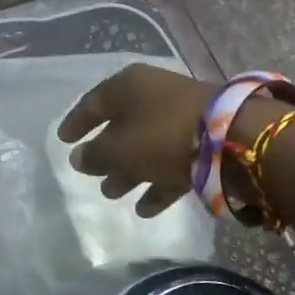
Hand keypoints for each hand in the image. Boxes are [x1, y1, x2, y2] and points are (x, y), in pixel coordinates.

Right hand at [57, 65, 222, 216]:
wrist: (231, 140)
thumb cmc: (161, 136)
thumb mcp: (118, 149)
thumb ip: (94, 155)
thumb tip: (79, 158)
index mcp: (128, 86)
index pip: (93, 103)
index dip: (76, 123)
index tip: (63, 140)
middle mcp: (153, 96)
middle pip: (122, 125)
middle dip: (106, 153)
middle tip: (92, 175)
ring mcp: (180, 116)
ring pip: (146, 145)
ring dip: (129, 171)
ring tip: (114, 194)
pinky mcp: (203, 140)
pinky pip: (171, 162)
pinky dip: (157, 182)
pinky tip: (145, 208)